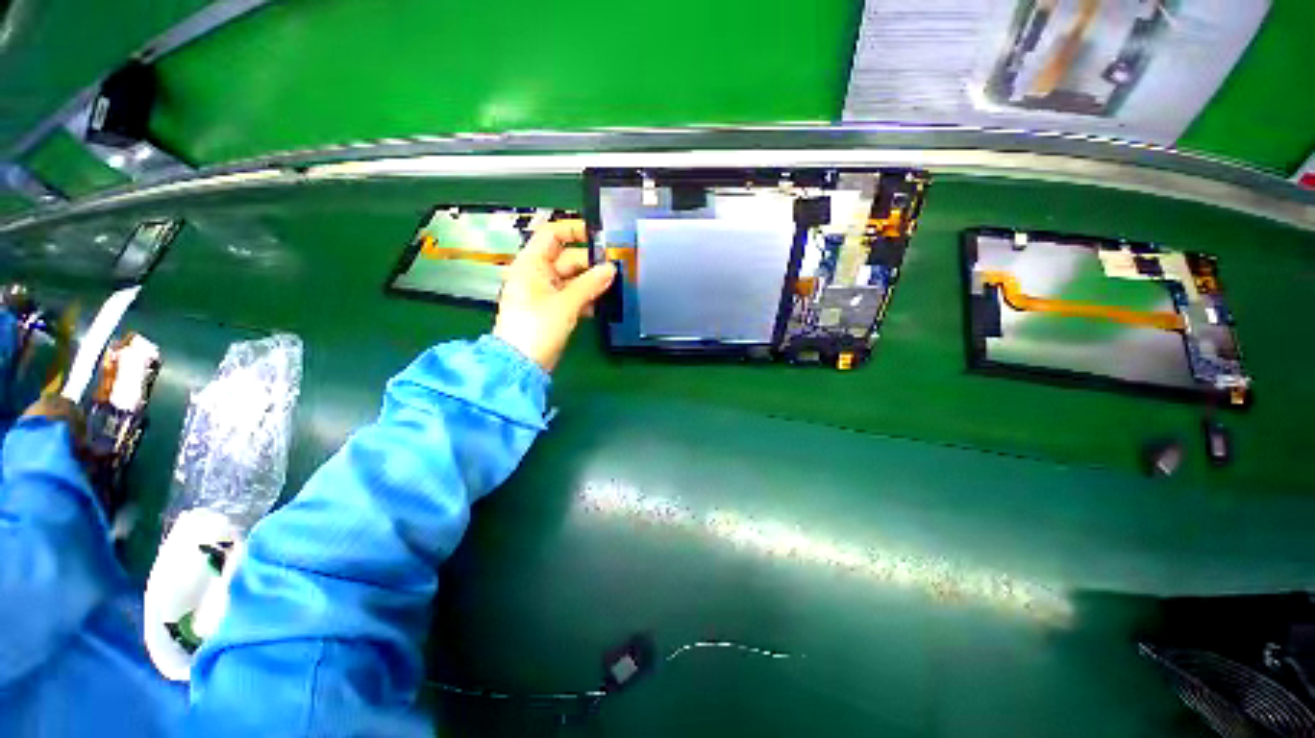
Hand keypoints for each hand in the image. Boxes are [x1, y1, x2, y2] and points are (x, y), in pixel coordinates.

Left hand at [493, 220, 615, 371]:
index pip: (552, 234)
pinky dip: (587, 297)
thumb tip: (611, 268)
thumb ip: (590, 284)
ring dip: (592, 281)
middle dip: (591, 262)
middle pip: (567, 258)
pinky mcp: (553, 310)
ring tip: (615, 285)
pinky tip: (603, 303)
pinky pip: (573, 296)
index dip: (574, 230)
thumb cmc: (538, 326)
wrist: (522, 363)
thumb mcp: (566, 302)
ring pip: (573, 279)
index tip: (599, 236)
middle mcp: (538, 274)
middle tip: (617, 267)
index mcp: (532, 264)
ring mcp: (546, 293)